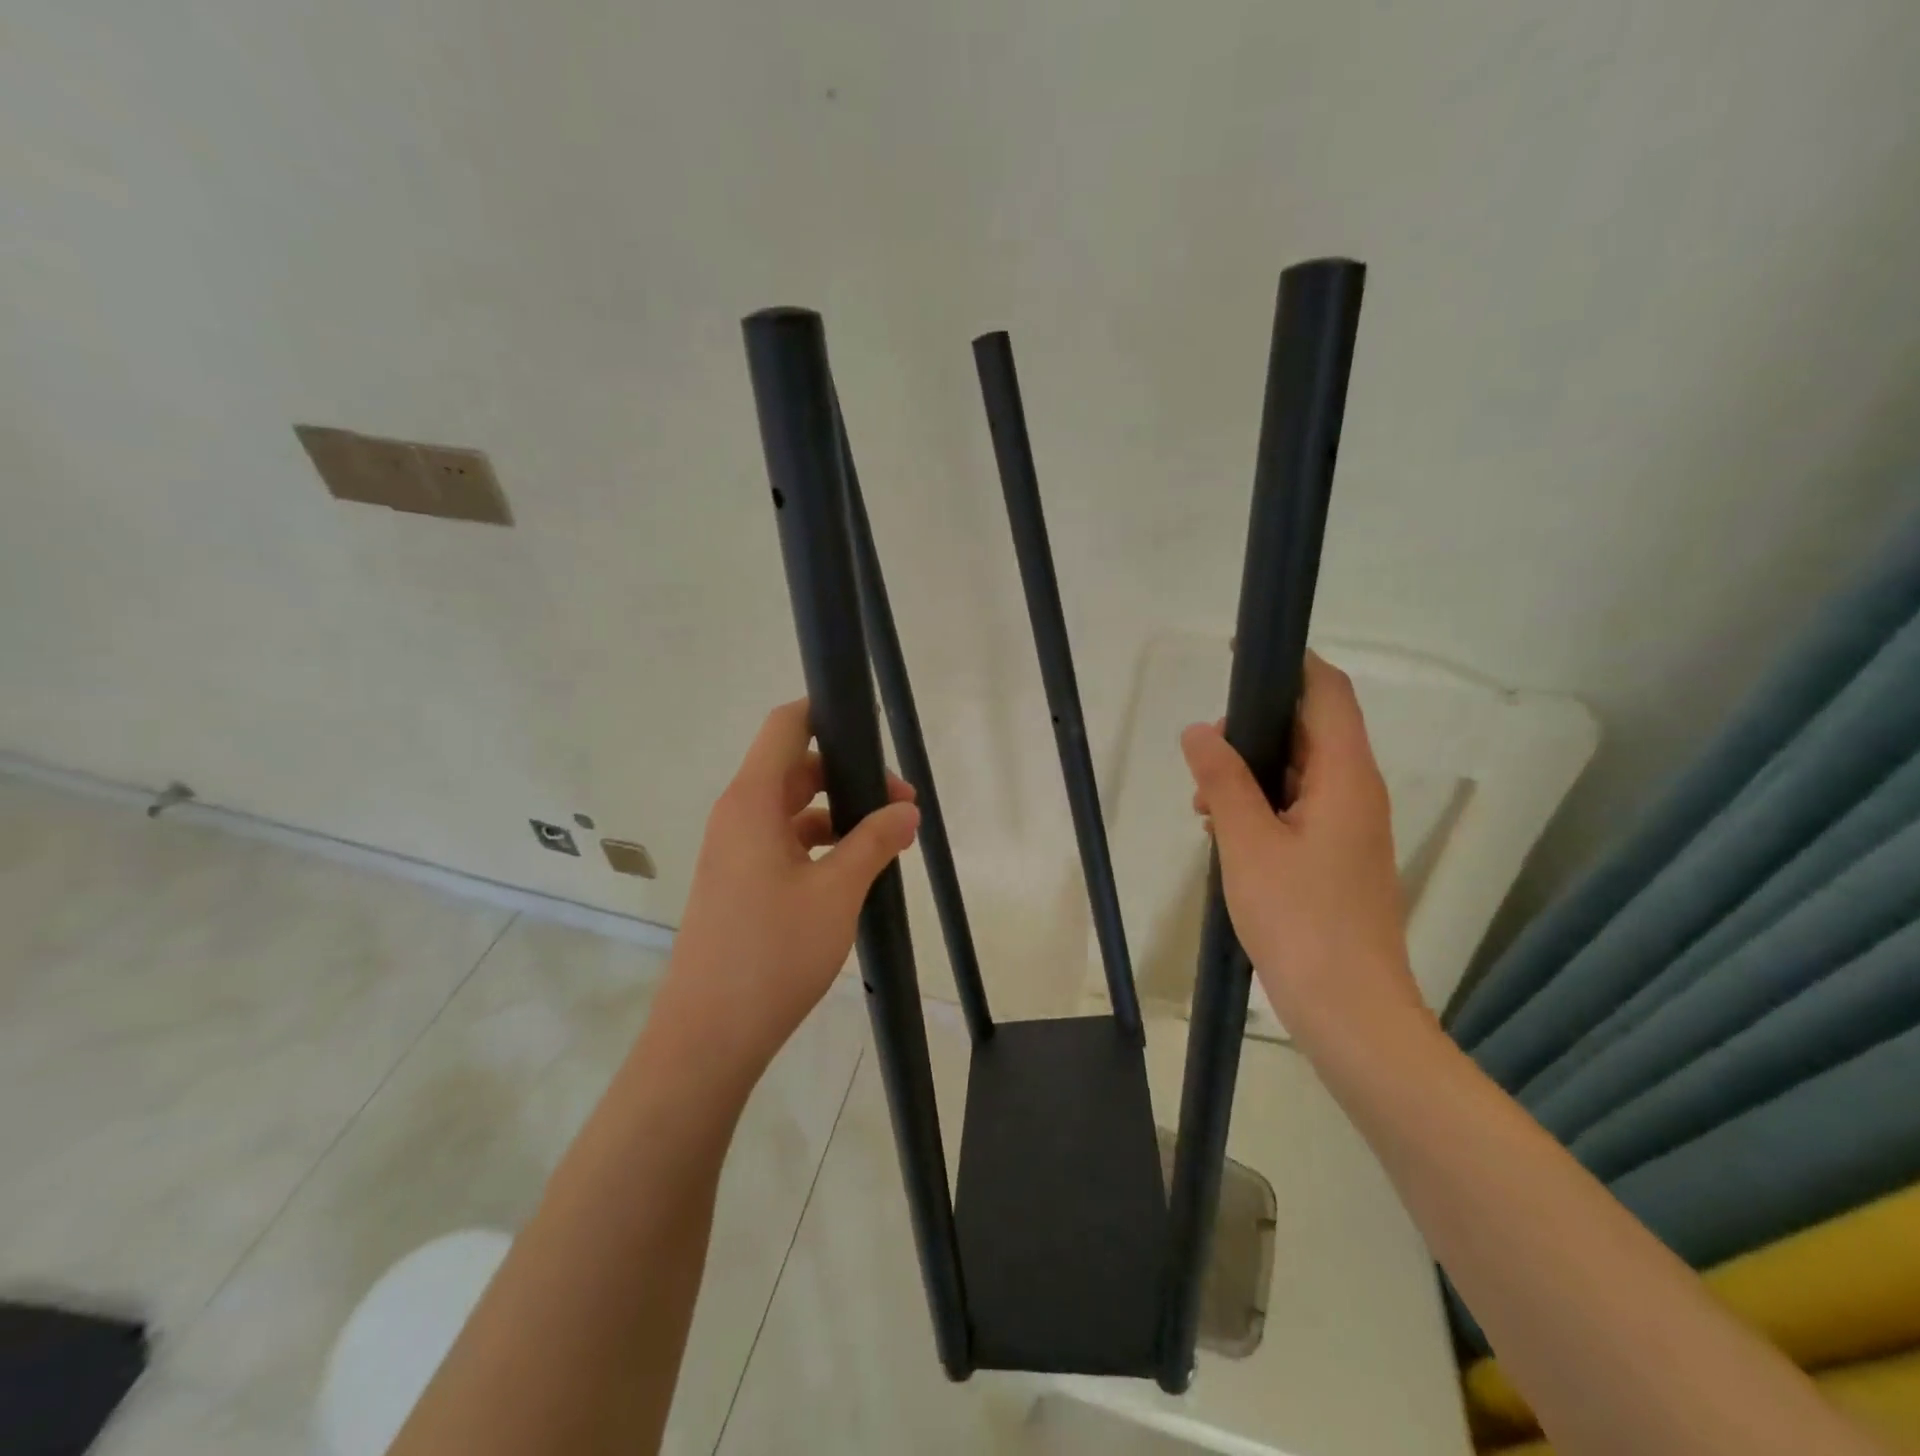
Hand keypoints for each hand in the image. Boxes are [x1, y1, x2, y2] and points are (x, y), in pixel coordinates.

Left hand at [659, 699, 919, 1079]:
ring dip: (840, 816)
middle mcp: (738, 816)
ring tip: (890, 842)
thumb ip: (875, 842)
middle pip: (797, 769)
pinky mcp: (740, 883)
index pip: (785, 726)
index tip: (871, 726)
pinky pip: (786, 844)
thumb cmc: (772, 953)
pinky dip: (822, 846)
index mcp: (752, 802)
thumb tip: (907, 809)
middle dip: (850, 777)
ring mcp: (736, 852)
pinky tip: (857, 872)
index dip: (824, 711)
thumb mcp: (837, 892)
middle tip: (902, 805)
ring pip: (794, 810)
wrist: (708, 1037)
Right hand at [1181, 654, 1422, 1040]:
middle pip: (1311, 730)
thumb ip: (1223, 781)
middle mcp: (1356, 792)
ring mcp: (1351, 827)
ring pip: (1300, 772)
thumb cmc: (1300, 920)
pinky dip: (1262, 805)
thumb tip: (1200, 730)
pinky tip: (1225, 833)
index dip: (1291, 665)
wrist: (1350, 1010)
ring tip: (1205, 803)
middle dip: (1254, 729)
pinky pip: (1299, 808)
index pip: (1328, 694)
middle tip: (1204, 754)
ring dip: (1252, 773)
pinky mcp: (1338, 857)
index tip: (1243, 654)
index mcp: (1345, 777)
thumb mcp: (1248, 843)